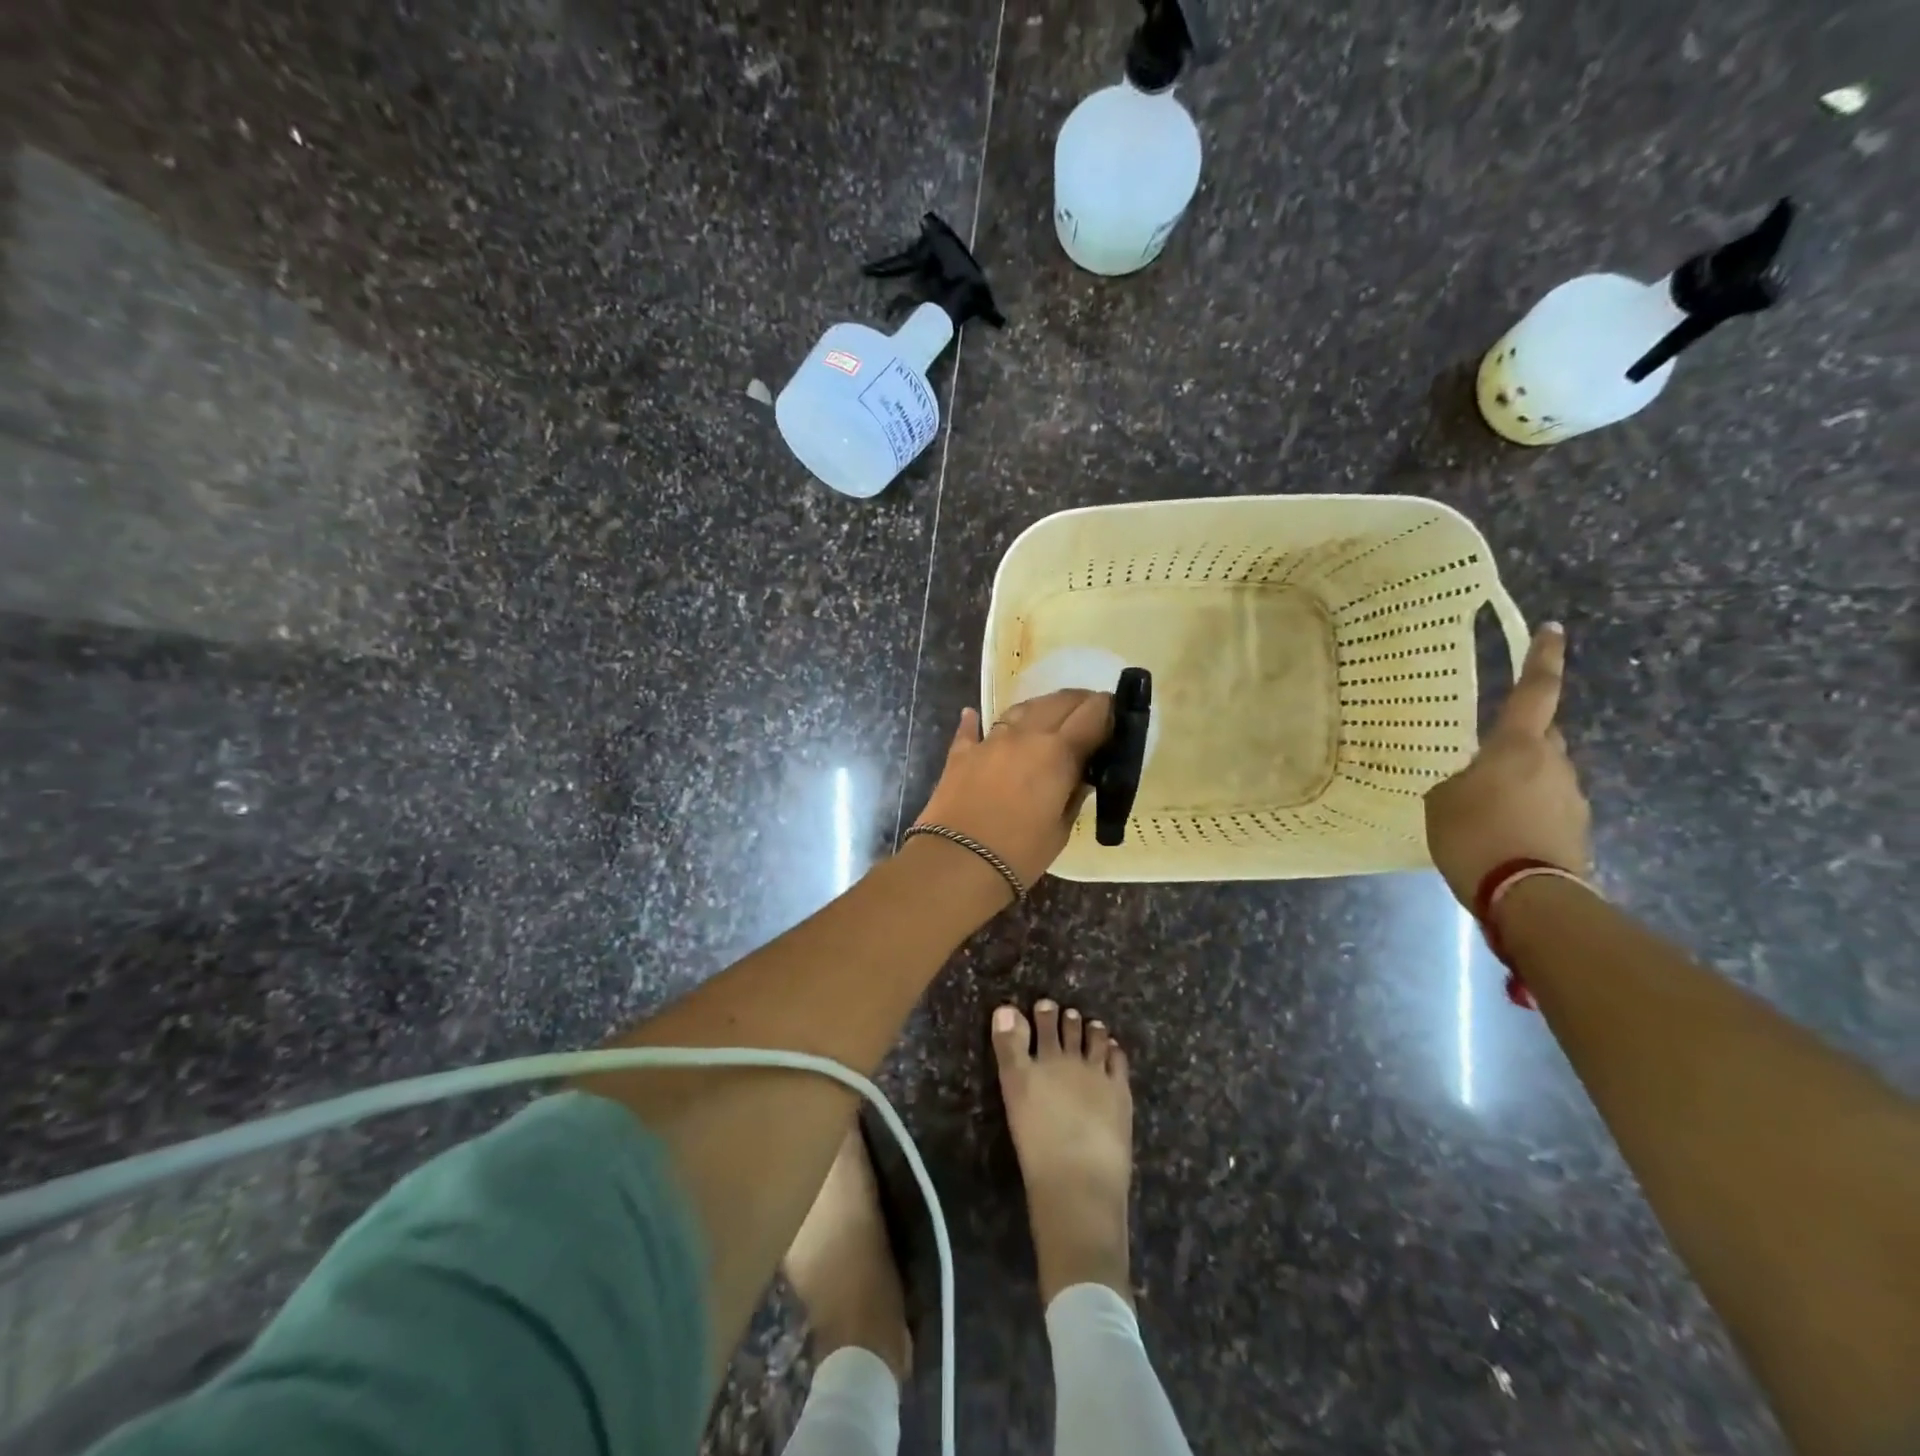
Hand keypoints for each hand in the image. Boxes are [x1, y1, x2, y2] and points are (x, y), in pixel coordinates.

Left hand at [912, 690, 1113, 890]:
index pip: (1092, 714)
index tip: (1116, 713)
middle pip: (1057, 702)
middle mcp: (1025, 735)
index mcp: (1058, 752)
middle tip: (1088, 712)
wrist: (958, 863)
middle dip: (1078, 702)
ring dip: (1039, 708)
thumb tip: (1079, 777)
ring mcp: (990, 741)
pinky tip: (973, 715)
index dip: (1108, 710)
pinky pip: (971, 730)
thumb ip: (1072, 796)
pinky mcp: (961, 754)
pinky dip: (976, 722)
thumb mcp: (1060, 829)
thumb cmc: (1019, 853)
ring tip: (1048, 716)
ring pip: (1020, 709)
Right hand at [1425, 623, 1591, 906]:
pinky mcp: (1577, 830)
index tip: (1553, 630)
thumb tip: (1474, 785)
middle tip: (1485, 763)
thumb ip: (1458, 783)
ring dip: (1520, 784)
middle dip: (1518, 743)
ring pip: (1543, 776)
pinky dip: (1527, 813)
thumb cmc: (1475, 836)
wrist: (1528, 896)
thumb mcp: (1442, 803)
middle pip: (1540, 738)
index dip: (1542, 659)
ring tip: (1486, 812)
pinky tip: (1502, 835)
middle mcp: (1554, 764)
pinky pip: (1547, 808)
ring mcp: (1572, 798)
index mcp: (1517, 747)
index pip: (1534, 692)